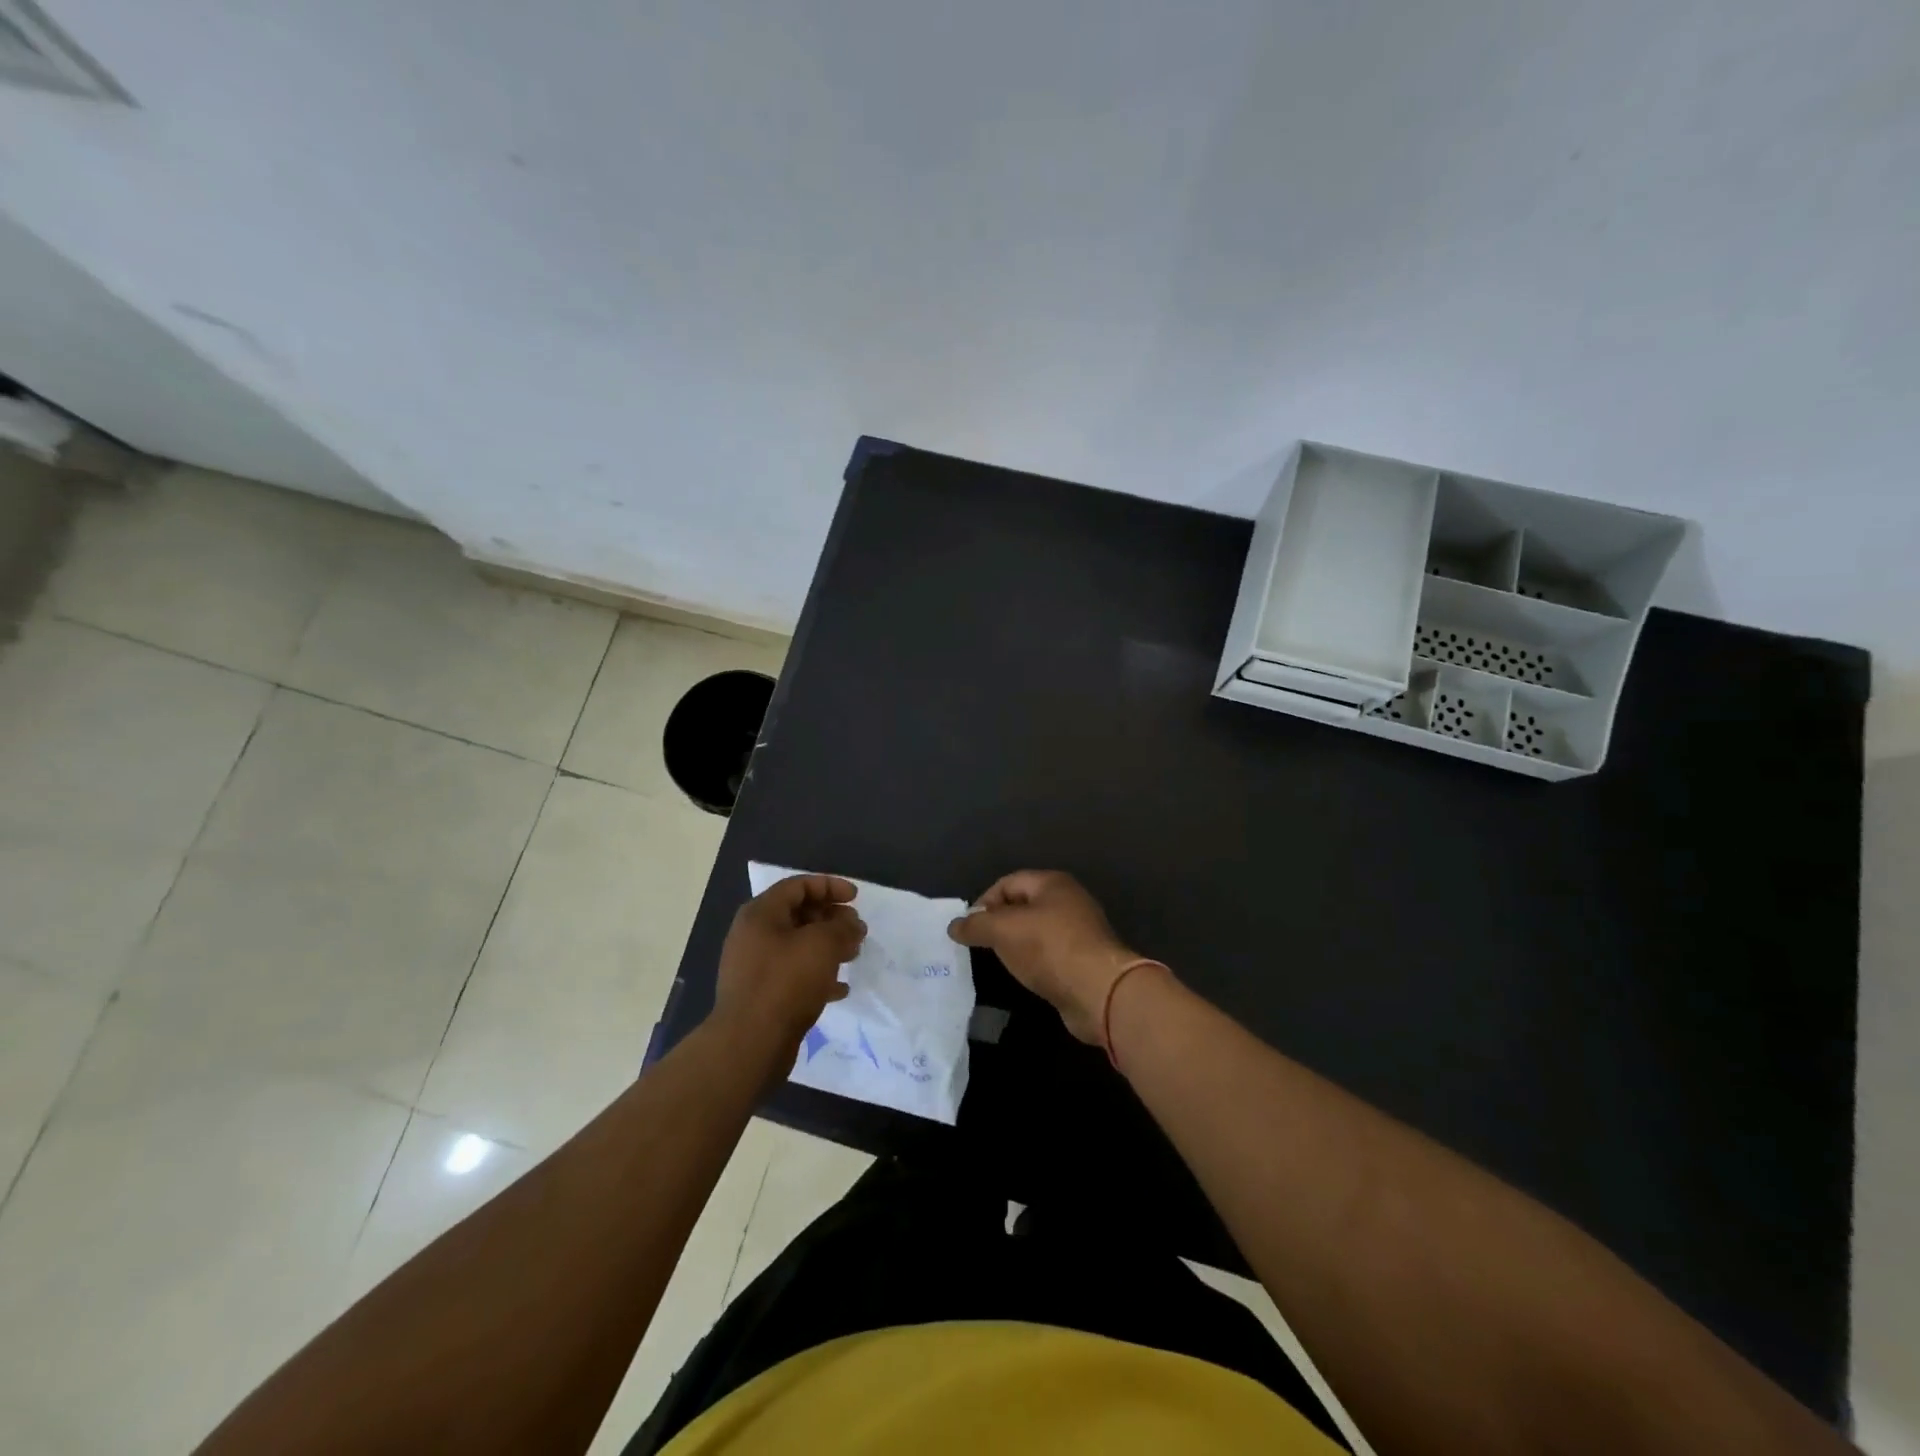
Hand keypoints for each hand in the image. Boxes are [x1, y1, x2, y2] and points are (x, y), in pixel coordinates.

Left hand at [712, 874, 865, 1059]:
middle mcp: (754, 935)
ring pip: (798, 946)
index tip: (856, 898)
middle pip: (798, 915)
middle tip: (857, 929)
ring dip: (828, 946)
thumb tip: (852, 923)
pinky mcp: (762, 995)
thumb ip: (842, 927)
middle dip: (831, 918)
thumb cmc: (786, 982)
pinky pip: (794, 975)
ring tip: (853, 955)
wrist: (750, 1043)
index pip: (798, 885)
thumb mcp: (822, 945)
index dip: (830, 886)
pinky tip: (840, 988)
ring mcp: (755, 967)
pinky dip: (818, 975)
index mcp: (761, 914)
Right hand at [948, 870, 1143, 1045]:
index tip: (968, 927)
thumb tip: (954, 925)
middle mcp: (1068, 901)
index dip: (984, 901)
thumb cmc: (1049, 948)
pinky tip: (1024, 975)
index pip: (1008, 882)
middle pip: (1023, 906)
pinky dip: (1033, 961)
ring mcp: (1079, 932)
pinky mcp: (1083, 960)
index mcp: (1052, 883)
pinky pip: (1048, 954)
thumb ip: (976, 925)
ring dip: (1015, 944)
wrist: (1099, 991)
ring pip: (1036, 931)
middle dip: (999, 923)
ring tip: (999, 961)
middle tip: (980, 944)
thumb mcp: (1004, 930)